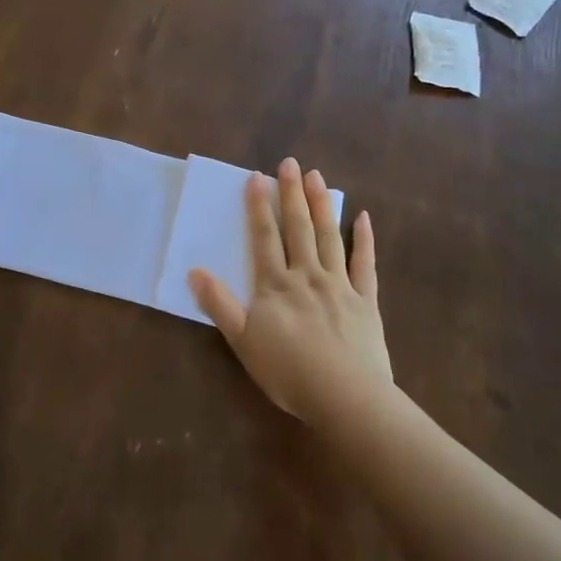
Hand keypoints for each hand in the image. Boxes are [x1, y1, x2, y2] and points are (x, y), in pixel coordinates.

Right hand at [189, 159, 391, 423]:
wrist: (345, 396)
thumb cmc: (288, 371)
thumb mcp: (242, 341)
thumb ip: (219, 304)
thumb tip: (194, 271)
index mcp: (276, 285)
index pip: (265, 237)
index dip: (258, 207)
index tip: (256, 177)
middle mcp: (307, 275)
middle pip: (298, 228)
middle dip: (291, 194)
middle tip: (289, 163)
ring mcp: (340, 285)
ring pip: (329, 237)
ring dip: (322, 205)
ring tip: (317, 177)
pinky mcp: (366, 300)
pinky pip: (365, 264)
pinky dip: (364, 239)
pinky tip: (363, 217)